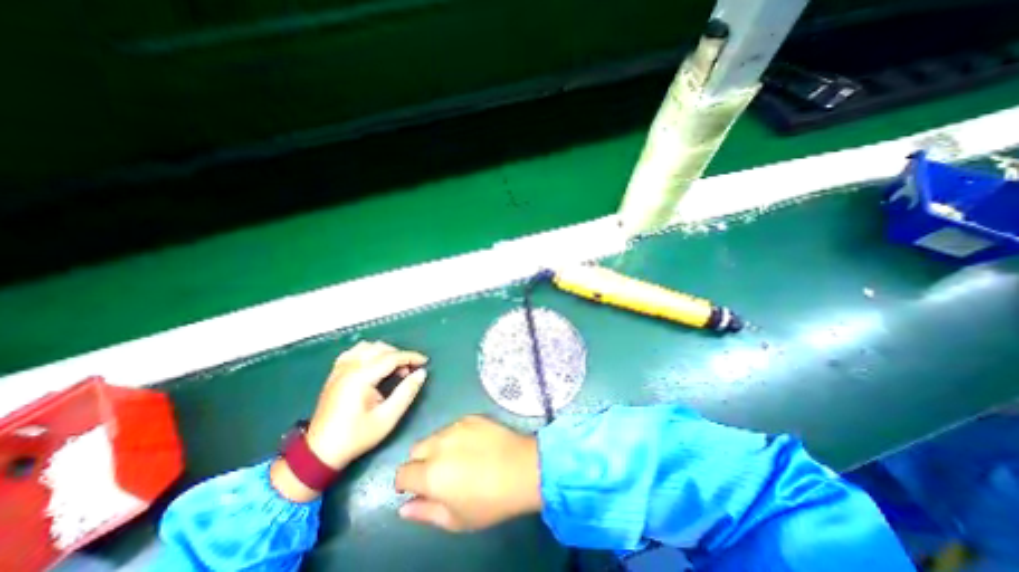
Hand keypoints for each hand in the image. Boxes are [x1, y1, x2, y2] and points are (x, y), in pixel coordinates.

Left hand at [270, 342, 425, 502]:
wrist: (319, 453)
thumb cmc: (356, 436)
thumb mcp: (387, 418)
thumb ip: (406, 392)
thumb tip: (421, 373)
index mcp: (361, 378)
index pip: (391, 358)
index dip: (411, 357)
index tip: (425, 362)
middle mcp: (349, 368)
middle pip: (380, 349)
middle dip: (399, 355)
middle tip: (410, 371)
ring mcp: (340, 369)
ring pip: (367, 347)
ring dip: (384, 352)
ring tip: (393, 367)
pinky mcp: (335, 374)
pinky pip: (354, 352)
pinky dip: (368, 352)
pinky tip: (374, 364)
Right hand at [393, 415, 544, 531]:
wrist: (522, 468)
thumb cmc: (489, 501)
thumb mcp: (455, 519)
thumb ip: (425, 512)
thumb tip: (404, 506)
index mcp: (430, 473)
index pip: (402, 472)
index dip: (406, 482)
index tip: (416, 488)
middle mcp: (438, 444)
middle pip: (416, 450)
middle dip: (420, 462)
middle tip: (439, 474)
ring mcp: (456, 426)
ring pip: (435, 436)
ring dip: (438, 447)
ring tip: (459, 458)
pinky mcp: (471, 417)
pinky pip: (454, 425)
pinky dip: (456, 435)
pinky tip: (473, 445)